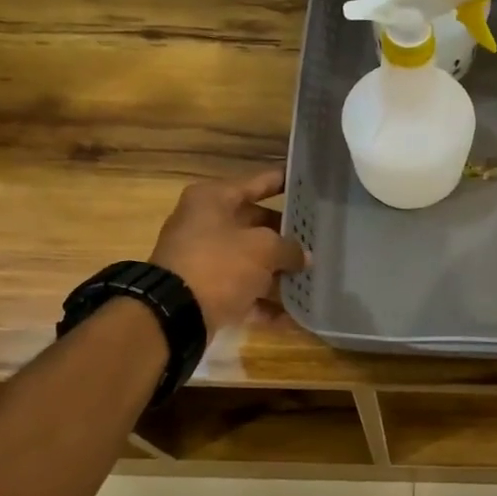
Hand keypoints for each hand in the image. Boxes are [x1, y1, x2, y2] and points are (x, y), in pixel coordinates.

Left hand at [149, 167, 306, 337]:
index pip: (258, 182)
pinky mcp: (208, 292)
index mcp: (213, 199)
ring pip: (253, 262)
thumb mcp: (263, 248)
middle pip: (257, 225)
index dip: (285, 182)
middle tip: (321, 237)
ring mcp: (206, 261)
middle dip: (288, 236)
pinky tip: (297, 313)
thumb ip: (290, 248)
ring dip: (281, 272)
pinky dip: (267, 303)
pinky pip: (245, 293)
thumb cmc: (219, 264)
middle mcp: (207, 225)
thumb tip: (304, 257)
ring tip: (316, 275)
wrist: (175, 314)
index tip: (310, 184)